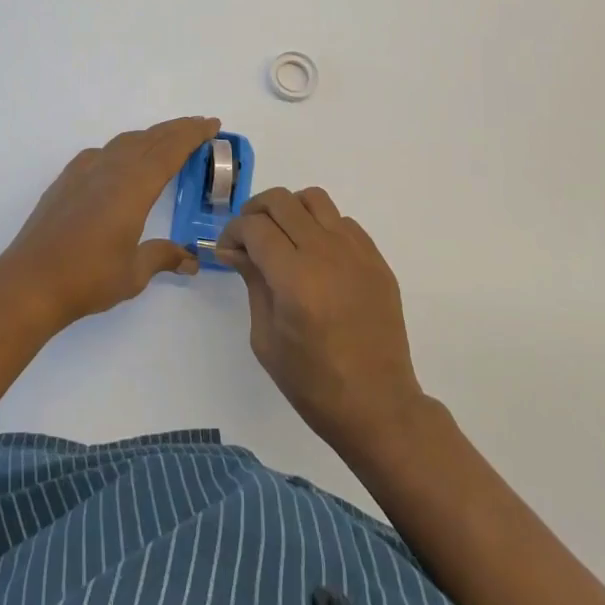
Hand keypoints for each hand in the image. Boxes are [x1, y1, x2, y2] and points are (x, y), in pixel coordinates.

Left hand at [0, 116, 214, 330]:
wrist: (30, 282)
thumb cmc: (88, 278)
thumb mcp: (134, 273)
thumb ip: (162, 257)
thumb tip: (190, 260)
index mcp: (133, 187)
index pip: (170, 150)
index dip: (192, 135)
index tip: (212, 124)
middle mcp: (110, 170)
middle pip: (149, 139)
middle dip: (176, 130)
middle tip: (199, 126)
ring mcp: (84, 172)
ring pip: (124, 142)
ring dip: (149, 136)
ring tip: (165, 140)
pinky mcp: (66, 181)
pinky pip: (101, 153)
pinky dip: (121, 148)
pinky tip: (119, 160)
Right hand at [214, 186, 424, 452]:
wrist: (378, 405)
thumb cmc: (313, 383)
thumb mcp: (266, 338)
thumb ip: (252, 282)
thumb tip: (235, 249)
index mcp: (295, 279)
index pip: (254, 226)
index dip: (233, 232)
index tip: (226, 250)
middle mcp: (326, 254)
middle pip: (281, 201)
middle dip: (255, 212)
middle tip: (247, 238)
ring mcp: (356, 252)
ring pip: (314, 199)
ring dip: (290, 210)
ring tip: (282, 238)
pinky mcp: (376, 259)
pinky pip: (342, 221)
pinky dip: (321, 226)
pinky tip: (316, 256)